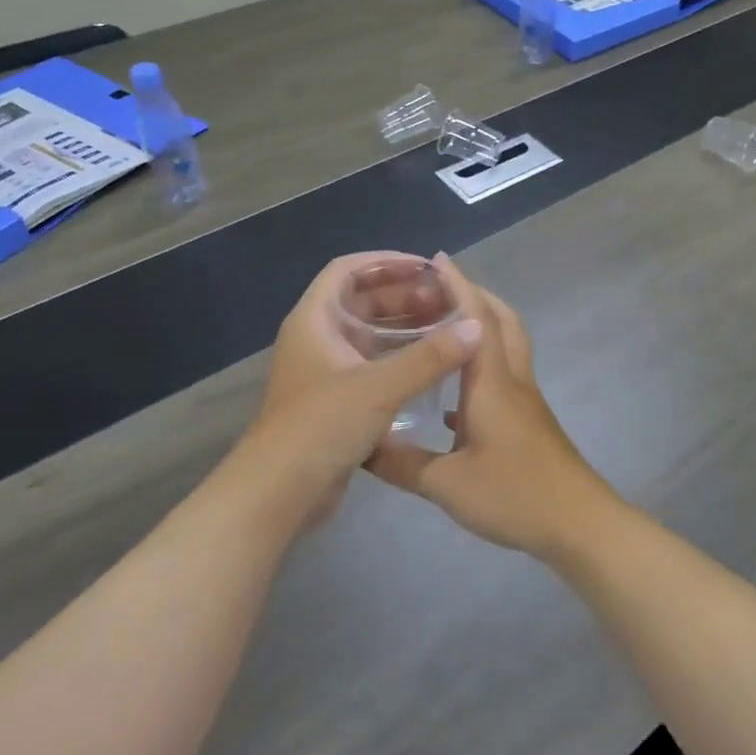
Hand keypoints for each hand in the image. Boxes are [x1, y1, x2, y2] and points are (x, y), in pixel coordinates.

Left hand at [234, 253, 480, 530]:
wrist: (279, 492)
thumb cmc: (322, 426)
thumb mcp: (380, 387)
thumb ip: (430, 357)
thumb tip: (476, 328)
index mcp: (315, 320)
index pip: (348, 270)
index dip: (386, 262)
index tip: (426, 268)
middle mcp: (317, 338)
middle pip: (362, 301)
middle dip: (404, 296)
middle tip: (447, 302)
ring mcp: (326, 370)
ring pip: (370, 334)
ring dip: (405, 328)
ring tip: (447, 329)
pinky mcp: (336, 399)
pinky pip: (372, 364)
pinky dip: (400, 358)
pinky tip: (432, 365)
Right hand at [370, 257, 627, 557]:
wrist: (578, 523)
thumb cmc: (514, 494)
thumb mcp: (447, 484)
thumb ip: (402, 463)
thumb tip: (362, 445)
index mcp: (491, 383)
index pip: (476, 320)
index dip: (458, 285)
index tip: (437, 258)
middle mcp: (512, 381)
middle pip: (503, 322)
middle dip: (476, 297)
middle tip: (441, 290)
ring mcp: (525, 401)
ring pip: (507, 347)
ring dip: (482, 328)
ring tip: (444, 331)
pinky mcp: (529, 422)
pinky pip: (504, 378)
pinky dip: (481, 368)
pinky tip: (452, 397)